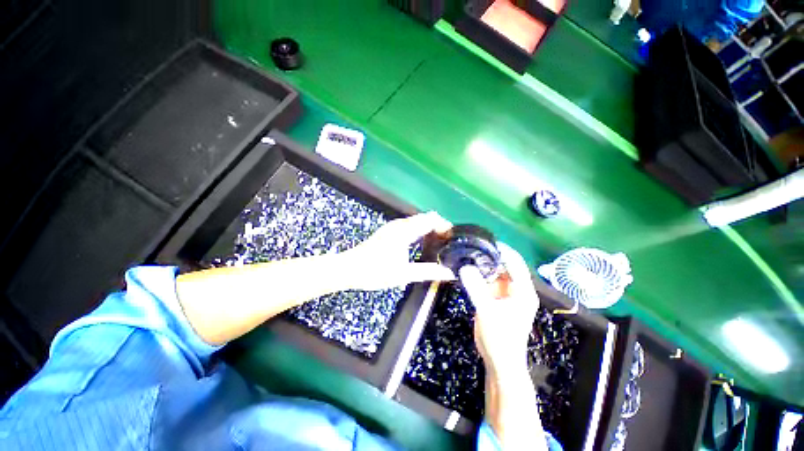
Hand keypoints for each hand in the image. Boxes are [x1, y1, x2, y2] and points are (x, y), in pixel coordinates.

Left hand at [343, 212, 455, 290]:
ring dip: (429, 230)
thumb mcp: (403, 274)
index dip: (445, 226)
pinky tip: (422, 245)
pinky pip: (410, 226)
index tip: (453, 239)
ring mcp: (393, 227)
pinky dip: (420, 232)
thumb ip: (427, 272)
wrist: (349, 269)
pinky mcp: (389, 232)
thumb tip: (448, 273)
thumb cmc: (375, 271)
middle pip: (425, 218)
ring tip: (439, 245)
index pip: (431, 219)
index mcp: (404, 231)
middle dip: (439, 228)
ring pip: (418, 222)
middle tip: (448, 244)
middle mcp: (400, 225)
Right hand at [461, 243, 539, 376]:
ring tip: (467, 254)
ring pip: (495, 272)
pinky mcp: (495, 298)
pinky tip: (467, 269)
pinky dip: (479, 275)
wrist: (499, 361)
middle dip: (490, 255)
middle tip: (472, 246)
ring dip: (483, 264)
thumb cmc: (500, 338)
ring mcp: (505, 294)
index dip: (502, 250)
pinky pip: (487, 281)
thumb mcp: (487, 311)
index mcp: (523, 290)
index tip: (485, 241)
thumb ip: (476, 288)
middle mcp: (516, 289)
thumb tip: (464, 267)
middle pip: (504, 265)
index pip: (515, 262)